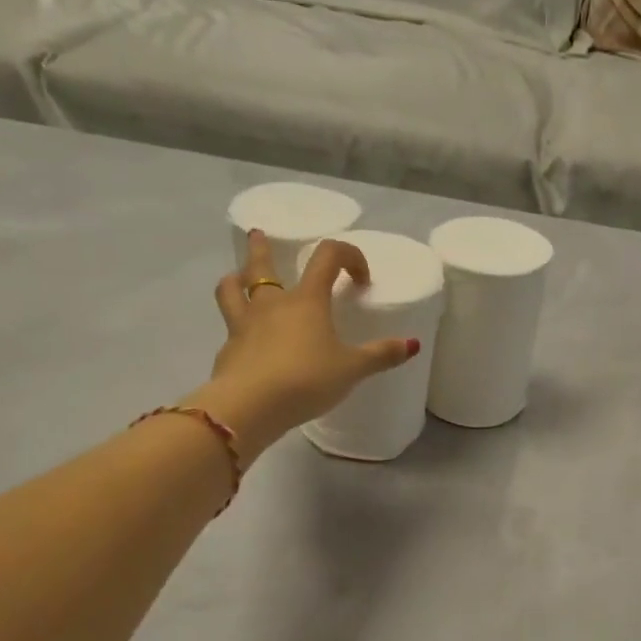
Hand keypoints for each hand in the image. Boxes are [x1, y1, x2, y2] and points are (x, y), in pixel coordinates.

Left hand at [191, 230, 418, 454]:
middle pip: (262, 265)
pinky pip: (231, 329)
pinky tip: (245, 341)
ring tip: (237, 277)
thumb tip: (413, 344)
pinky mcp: (227, 351)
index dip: (347, 256)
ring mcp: (243, 325)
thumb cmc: (306, 379)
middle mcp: (271, 304)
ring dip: (235, 278)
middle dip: (261, 248)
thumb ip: (381, 355)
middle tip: (258, 234)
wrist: (250, 406)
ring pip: (231, 290)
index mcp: (306, 300)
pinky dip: (237, 328)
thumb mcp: (352, 369)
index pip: (327, 258)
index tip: (360, 278)